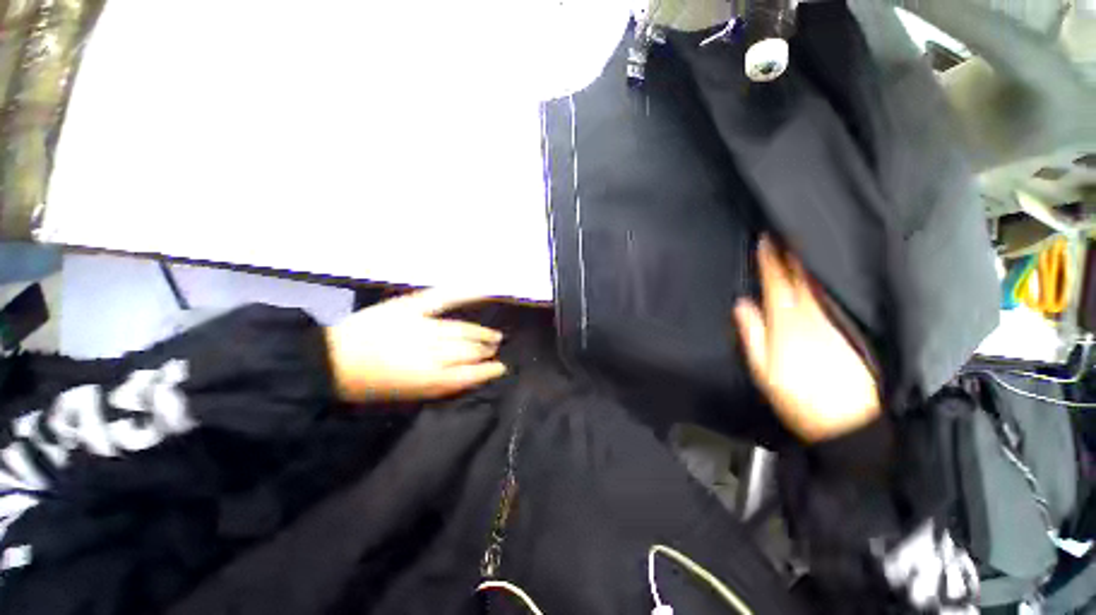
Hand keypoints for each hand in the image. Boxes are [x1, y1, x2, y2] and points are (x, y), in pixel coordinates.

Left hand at [325, 288, 506, 402]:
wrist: (330, 361)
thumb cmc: (367, 385)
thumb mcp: (404, 397)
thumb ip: (438, 387)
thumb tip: (464, 377)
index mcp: (428, 378)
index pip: (469, 374)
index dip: (487, 372)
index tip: (501, 368)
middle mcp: (431, 352)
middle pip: (468, 350)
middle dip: (484, 350)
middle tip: (495, 347)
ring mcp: (423, 327)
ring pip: (461, 331)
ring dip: (480, 334)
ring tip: (492, 335)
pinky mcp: (411, 308)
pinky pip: (443, 299)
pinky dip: (464, 294)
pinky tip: (483, 289)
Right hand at [733, 237, 880, 441]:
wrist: (854, 423)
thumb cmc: (799, 398)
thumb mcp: (764, 371)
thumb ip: (753, 334)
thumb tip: (742, 304)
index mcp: (788, 323)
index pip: (776, 283)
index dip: (769, 260)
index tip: (766, 239)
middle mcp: (815, 316)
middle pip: (801, 277)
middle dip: (793, 253)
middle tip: (788, 231)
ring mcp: (839, 321)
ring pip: (821, 284)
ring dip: (811, 263)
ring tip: (805, 244)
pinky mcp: (854, 329)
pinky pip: (838, 296)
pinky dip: (828, 280)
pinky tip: (826, 274)